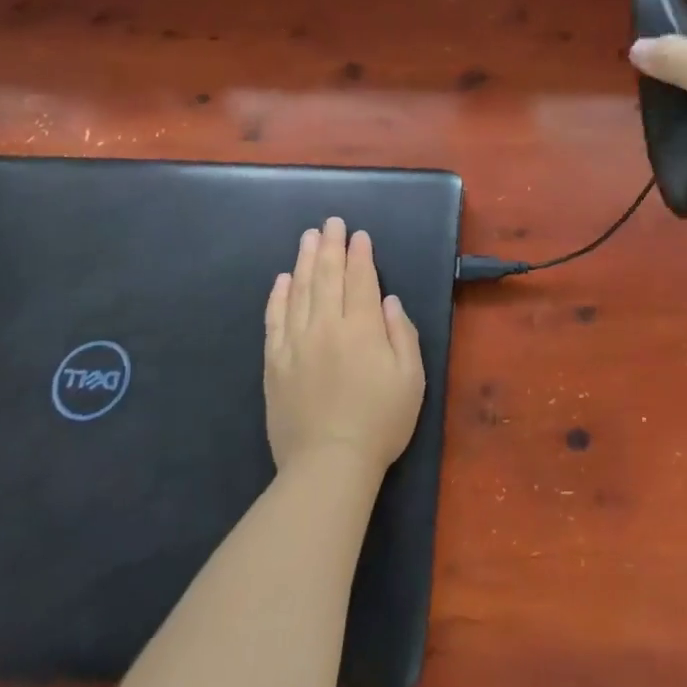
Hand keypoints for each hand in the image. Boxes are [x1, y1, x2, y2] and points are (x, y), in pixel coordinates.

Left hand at [264, 218, 423, 477]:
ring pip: (299, 291)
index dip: (360, 254)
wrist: (328, 465)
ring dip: (304, 260)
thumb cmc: (380, 422)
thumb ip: (403, 334)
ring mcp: (296, 343)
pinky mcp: (274, 363)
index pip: (360, 280)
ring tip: (308, 237)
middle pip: (327, 276)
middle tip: (331, 222)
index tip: (359, 234)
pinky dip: (278, 295)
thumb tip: (389, 301)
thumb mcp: (411, 378)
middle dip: (331, 245)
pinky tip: (282, 279)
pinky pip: (274, 319)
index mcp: (363, 329)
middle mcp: (326, 327)